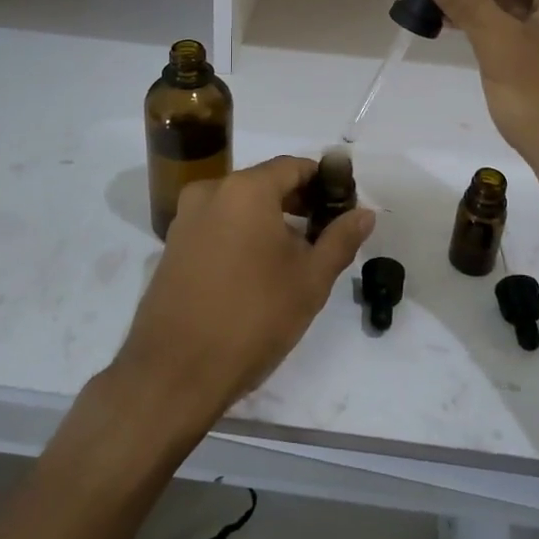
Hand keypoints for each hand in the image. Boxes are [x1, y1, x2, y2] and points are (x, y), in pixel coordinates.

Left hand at [110, 155, 374, 431]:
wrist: (175, 372)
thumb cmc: (253, 317)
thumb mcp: (310, 279)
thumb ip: (340, 239)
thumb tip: (365, 212)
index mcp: (245, 189)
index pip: (294, 166)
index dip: (324, 181)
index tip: (345, 205)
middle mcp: (210, 192)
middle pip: (264, 183)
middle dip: (299, 201)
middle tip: (327, 232)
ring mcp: (185, 219)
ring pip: (239, 205)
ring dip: (270, 219)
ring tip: (297, 255)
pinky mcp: (172, 246)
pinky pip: (217, 225)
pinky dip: (242, 234)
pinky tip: (259, 270)